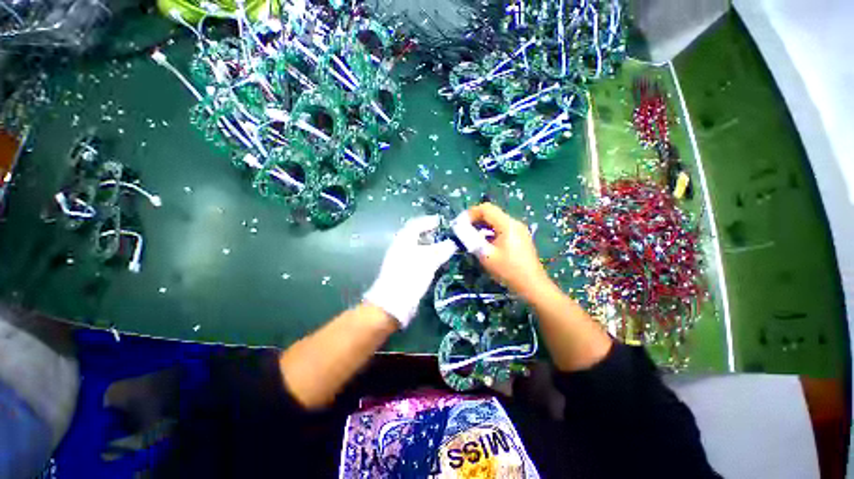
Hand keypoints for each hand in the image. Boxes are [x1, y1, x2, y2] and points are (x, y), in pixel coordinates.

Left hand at [364, 216, 457, 326]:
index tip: (443, 222)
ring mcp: (402, 260)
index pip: (416, 224)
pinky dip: (430, 258)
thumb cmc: (410, 275)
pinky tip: (438, 264)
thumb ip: (442, 249)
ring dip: (432, 247)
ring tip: (447, 249)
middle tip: (447, 236)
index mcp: (404, 239)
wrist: (393, 303)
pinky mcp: (405, 272)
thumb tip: (453, 243)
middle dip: (432, 234)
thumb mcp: (429, 260)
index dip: (429, 221)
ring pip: (419, 249)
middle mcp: (401, 247)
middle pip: (417, 236)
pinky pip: (419, 260)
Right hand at [467, 203, 548, 299]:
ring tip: (472, 239)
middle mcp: (514, 223)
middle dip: (475, 220)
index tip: (460, 224)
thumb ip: (472, 239)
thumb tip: (460, 228)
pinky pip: (501, 229)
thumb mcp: (486, 255)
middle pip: (491, 213)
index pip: (486, 208)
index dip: (470, 213)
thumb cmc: (508, 271)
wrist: (532, 286)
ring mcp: (519, 230)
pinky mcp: (520, 237)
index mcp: (507, 224)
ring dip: (482, 227)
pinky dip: (490, 233)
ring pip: (496, 221)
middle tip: (463, 231)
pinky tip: (484, 244)